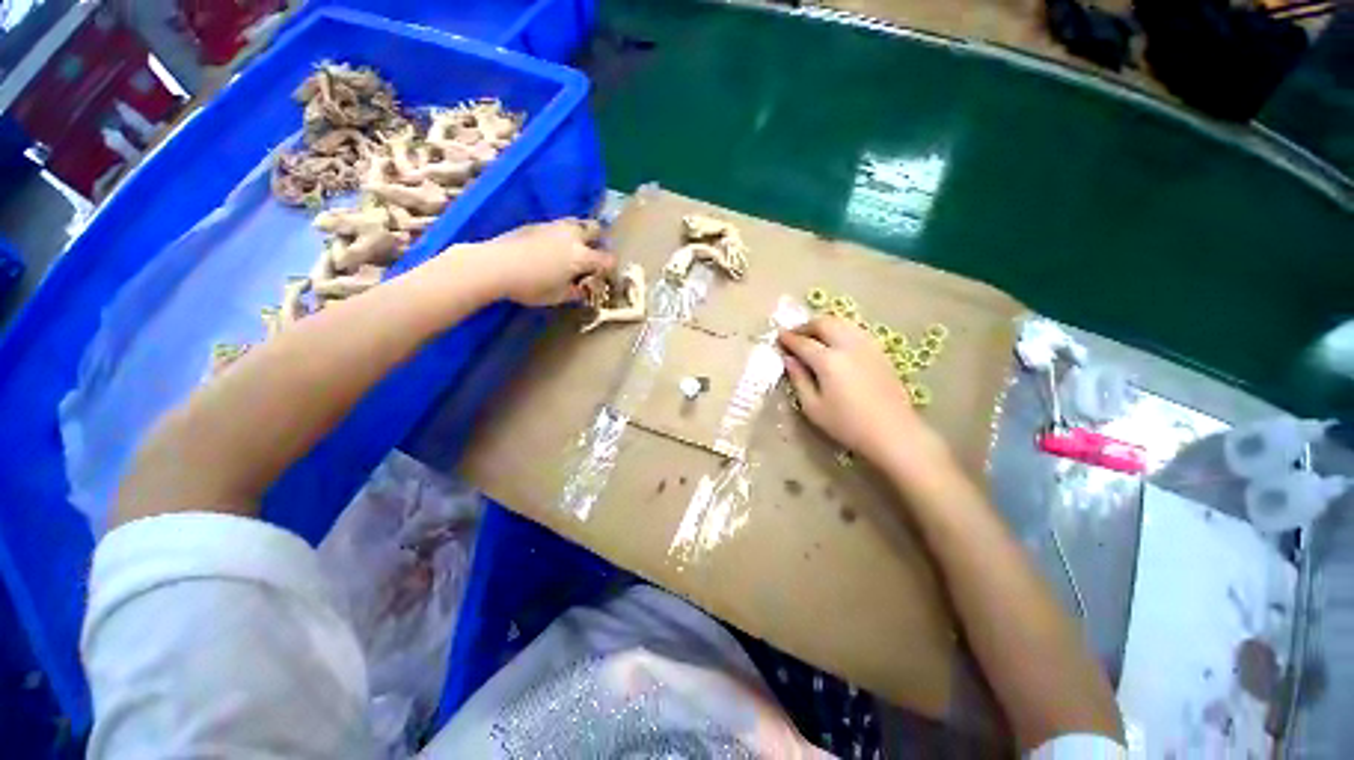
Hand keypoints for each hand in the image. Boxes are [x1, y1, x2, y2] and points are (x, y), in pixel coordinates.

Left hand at [473, 218, 615, 305]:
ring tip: (572, 248)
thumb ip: (575, 292)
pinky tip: (550, 248)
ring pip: (576, 223)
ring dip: (580, 234)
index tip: (606, 276)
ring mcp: (554, 227)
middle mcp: (572, 236)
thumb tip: (583, 290)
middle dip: (598, 240)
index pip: (607, 259)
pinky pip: (557, 226)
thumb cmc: (531, 286)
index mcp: (582, 257)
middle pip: (595, 229)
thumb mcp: (558, 296)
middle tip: (592, 255)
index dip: (611, 268)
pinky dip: (561, 235)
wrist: (496, 265)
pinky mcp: (536, 224)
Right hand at [778, 317, 948, 471]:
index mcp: (829, 361)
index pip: (803, 342)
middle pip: (824, 323)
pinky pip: (856, 330)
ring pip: (842, 322)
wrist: (893, 432)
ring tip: (813, 335)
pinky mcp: (880, 352)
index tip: (779, 337)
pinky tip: (836, 342)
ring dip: (824, 324)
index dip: (788, 338)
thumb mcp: (813, 407)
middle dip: (806, 325)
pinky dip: (841, 329)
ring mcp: (867, 346)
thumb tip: (789, 360)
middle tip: (794, 334)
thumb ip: (798, 380)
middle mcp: (848, 346)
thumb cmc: (847, 424)